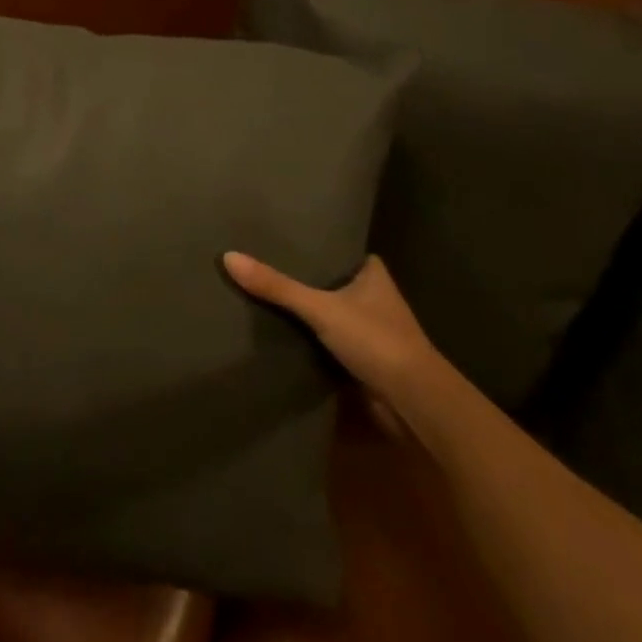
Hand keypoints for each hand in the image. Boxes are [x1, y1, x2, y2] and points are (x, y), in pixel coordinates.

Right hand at [223, 251, 447, 435]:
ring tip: (264, 294)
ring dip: (308, 311)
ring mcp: (371, 331)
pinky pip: (329, 341)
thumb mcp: (320, 308)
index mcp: (374, 276)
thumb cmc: (375, 340)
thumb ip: (277, 286)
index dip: (319, 245)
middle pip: (334, 282)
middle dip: (306, 279)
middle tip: (264, 264)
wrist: (413, 402)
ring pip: (331, 313)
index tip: (286, 239)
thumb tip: (228, 257)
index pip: (343, 250)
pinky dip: (310, 339)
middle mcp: (375, 298)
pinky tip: (280, 333)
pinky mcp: (363, 360)